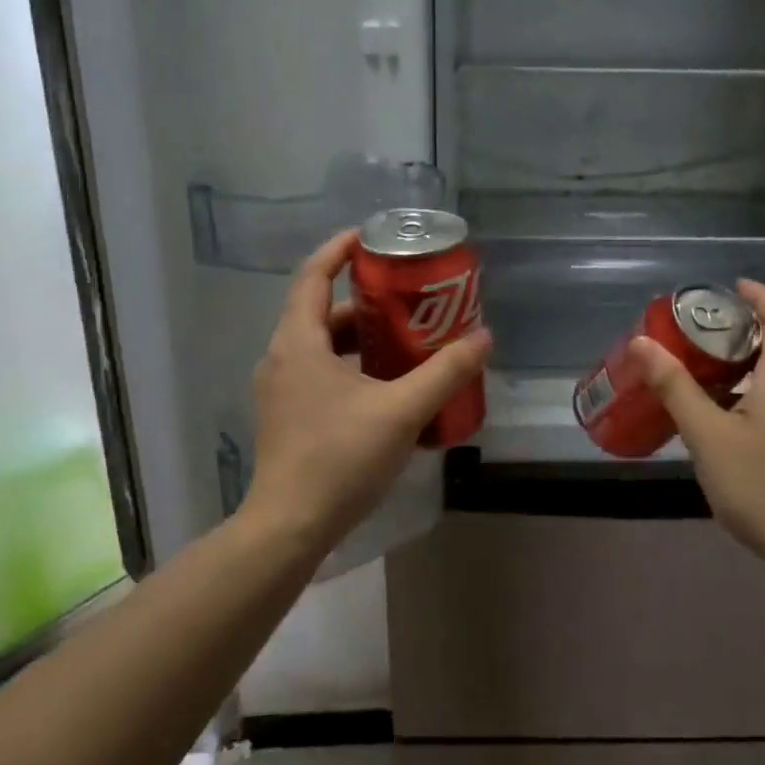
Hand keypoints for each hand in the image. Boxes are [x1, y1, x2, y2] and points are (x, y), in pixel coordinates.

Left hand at [238, 229, 491, 559]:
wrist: (289, 526)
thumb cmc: (339, 458)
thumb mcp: (401, 412)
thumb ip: (444, 373)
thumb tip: (483, 338)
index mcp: (299, 343)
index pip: (313, 275)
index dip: (340, 249)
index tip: (373, 238)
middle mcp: (282, 358)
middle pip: (322, 312)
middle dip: (365, 301)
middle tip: (408, 299)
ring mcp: (281, 390)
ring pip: (322, 347)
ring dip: (361, 338)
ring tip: (406, 341)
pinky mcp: (288, 417)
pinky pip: (320, 374)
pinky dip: (352, 368)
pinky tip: (387, 388)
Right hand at [630, 280, 764, 564]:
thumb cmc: (761, 486)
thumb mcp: (707, 436)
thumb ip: (675, 387)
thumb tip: (642, 344)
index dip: (761, 296)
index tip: (734, 287)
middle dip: (747, 337)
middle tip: (705, 341)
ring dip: (755, 374)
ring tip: (714, 388)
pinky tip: (742, 430)